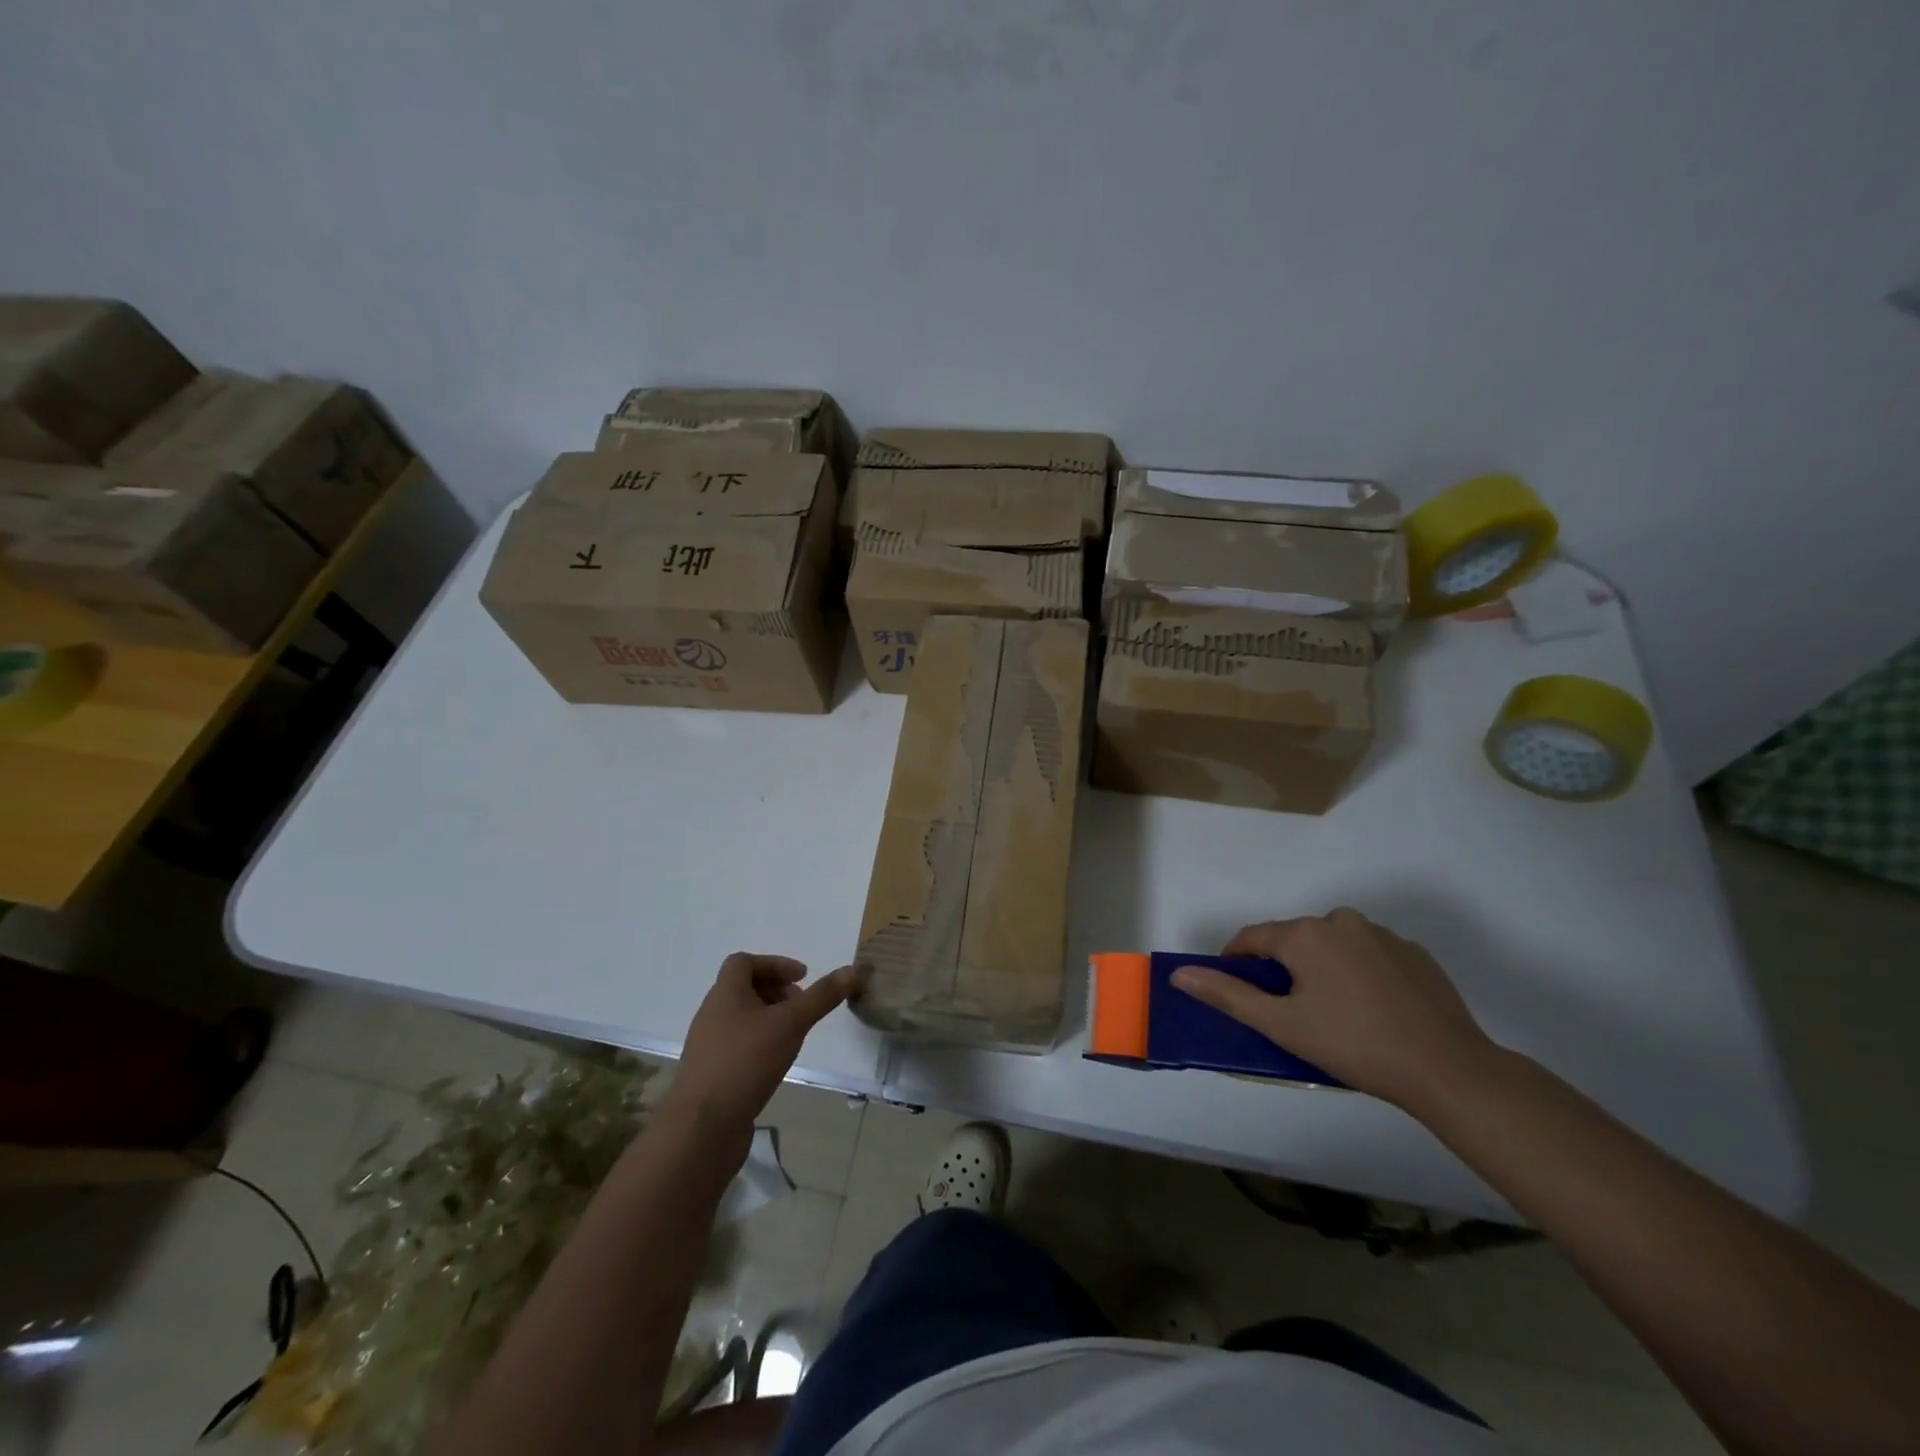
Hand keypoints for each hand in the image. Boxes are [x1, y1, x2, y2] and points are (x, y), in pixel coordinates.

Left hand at [663, 955, 859, 1134]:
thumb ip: (821, 997)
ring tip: (794, 1036)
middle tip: (802, 1008)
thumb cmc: (745, 1062)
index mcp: (725, 994)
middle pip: (743, 989)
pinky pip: (738, 1047)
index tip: (802, 978)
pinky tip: (776, 1064)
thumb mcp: (791, 1023)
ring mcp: (709, 1047)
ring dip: (770, 1019)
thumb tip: (852, 970)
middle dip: (777, 992)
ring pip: (742, 1020)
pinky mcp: (712, 1075)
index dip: (775, 964)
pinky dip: (760, 1045)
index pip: (743, 962)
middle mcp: (712, 1015)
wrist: (701, 1128)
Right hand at [1172, 909, 1494, 1111]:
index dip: (1236, 963)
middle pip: (1293, 941)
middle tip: (1290, 1015)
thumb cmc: (1354, 1045)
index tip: (1237, 993)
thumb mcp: (1282, 1025)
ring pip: (1332, 947)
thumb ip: (1228, 995)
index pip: (1252, 938)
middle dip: (1283, 971)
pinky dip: (1358, 975)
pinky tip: (1371, 1012)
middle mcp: (1341, 921)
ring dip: (1321, 971)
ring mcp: (1382, 934)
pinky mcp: (1414, 954)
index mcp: (1305, 933)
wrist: (1449, 1070)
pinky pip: (1368, 956)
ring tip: (1334, 1016)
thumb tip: (1180, 974)